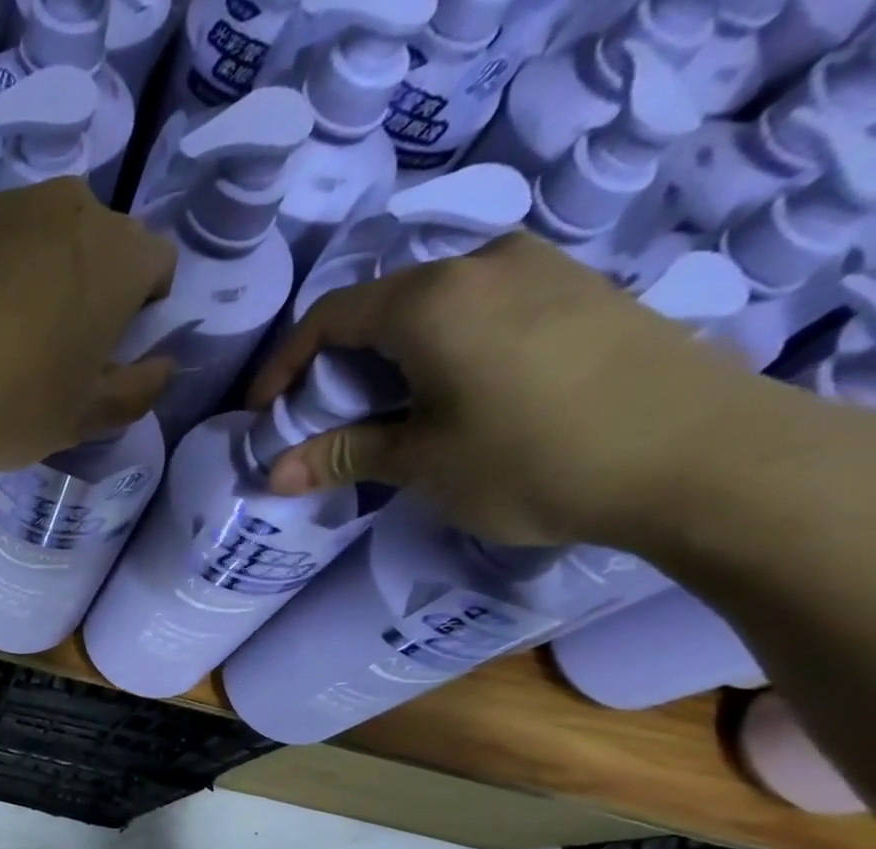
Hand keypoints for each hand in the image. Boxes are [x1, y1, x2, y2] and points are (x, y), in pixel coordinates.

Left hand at [0, 178, 177, 470]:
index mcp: (121, 254)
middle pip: (103, 250)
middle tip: (55, 360)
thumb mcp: (80, 420)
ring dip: (44, 286)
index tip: (105, 358)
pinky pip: (0, 249)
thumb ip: (135, 394)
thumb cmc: (5, 402)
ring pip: (50, 246)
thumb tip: (163, 369)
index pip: (158, 268)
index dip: (141, 314)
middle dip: (93, 296)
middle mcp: (74, 209)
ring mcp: (10, 207)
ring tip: (5, 349)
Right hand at [248, 232, 785, 546]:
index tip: (263, 415)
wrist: (696, 455)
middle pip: (380, 307)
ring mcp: (541, 270)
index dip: (283, 367)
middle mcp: (483, 265)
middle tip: (319, 422)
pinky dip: (440, 350)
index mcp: (432, 299)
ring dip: (390, 359)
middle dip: (335, 366)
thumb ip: (341, 455)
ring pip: (433, 307)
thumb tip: (272, 473)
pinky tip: (446, 396)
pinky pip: (481, 310)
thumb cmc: (530, 458)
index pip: (329, 318)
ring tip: (380, 415)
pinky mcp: (579, 292)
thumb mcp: (420, 461)